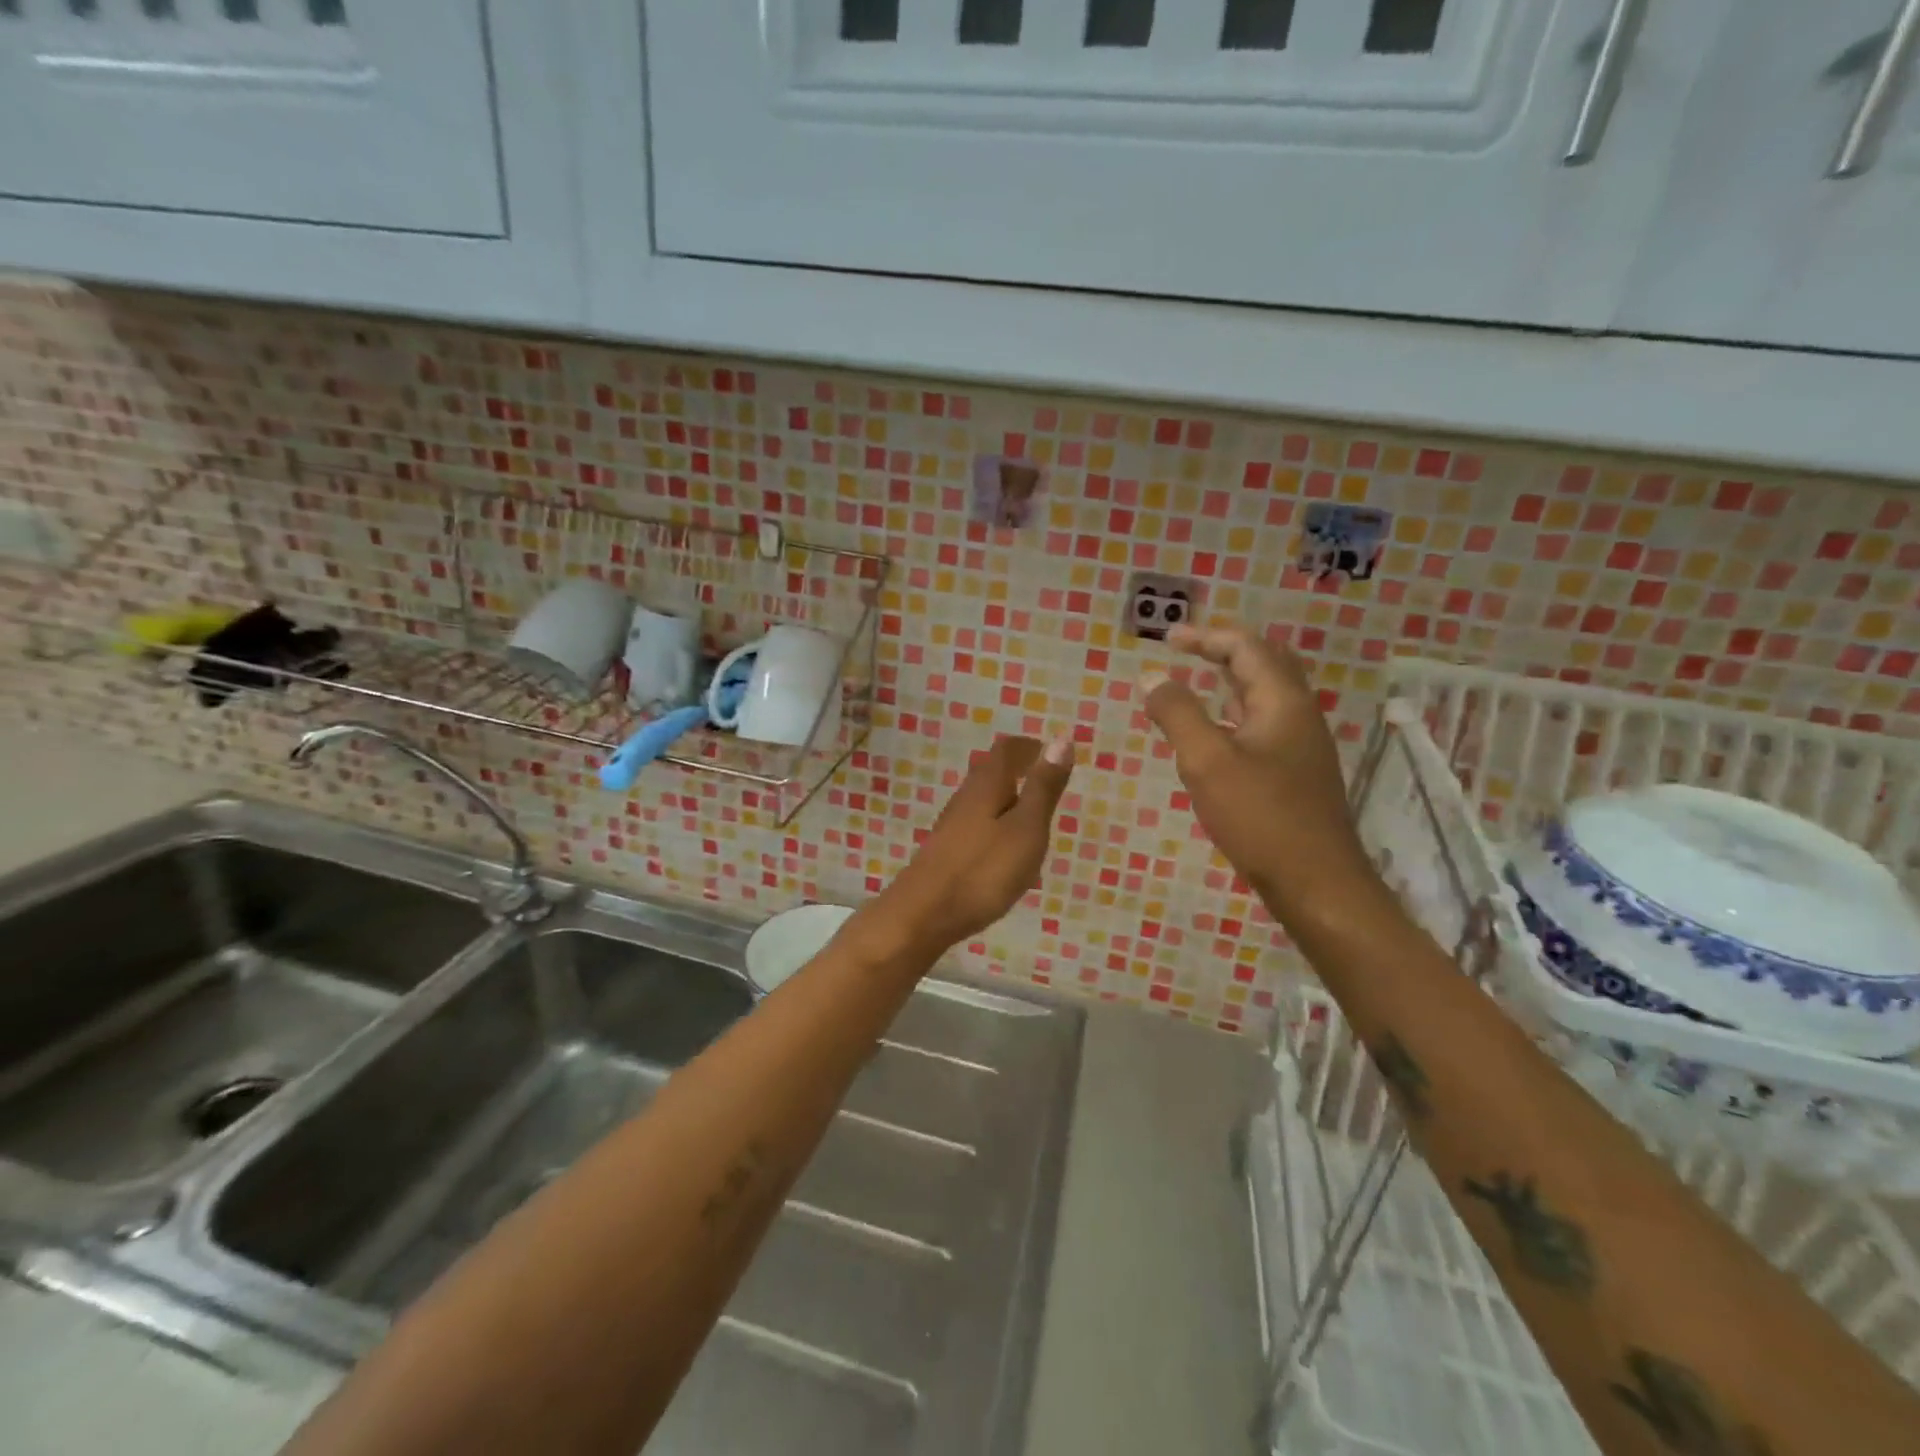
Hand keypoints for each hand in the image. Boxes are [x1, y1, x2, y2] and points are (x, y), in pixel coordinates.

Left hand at [858, 734, 1073, 958]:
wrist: (923, 915)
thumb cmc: (983, 870)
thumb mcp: (1026, 828)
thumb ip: (1043, 787)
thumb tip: (1062, 739)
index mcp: (987, 785)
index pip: (1007, 750)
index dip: (1029, 747)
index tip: (1049, 751)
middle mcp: (966, 798)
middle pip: (992, 772)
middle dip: (1018, 771)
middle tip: (1046, 781)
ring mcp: (952, 825)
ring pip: (984, 800)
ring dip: (1008, 799)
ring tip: (1033, 817)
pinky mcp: (946, 851)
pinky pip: (978, 826)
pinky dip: (997, 825)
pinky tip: (1006, 850)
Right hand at [1142, 624, 1377, 920]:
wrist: (1316, 882)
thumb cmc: (1260, 816)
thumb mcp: (1207, 761)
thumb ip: (1177, 714)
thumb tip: (1151, 676)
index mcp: (1282, 701)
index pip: (1246, 647)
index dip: (1206, 636)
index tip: (1167, 638)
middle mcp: (1299, 714)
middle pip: (1265, 663)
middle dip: (1224, 649)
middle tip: (1186, 649)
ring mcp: (1302, 745)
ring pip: (1266, 695)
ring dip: (1231, 680)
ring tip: (1196, 681)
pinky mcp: (1296, 772)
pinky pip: (1264, 724)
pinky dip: (1235, 712)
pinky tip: (1215, 733)